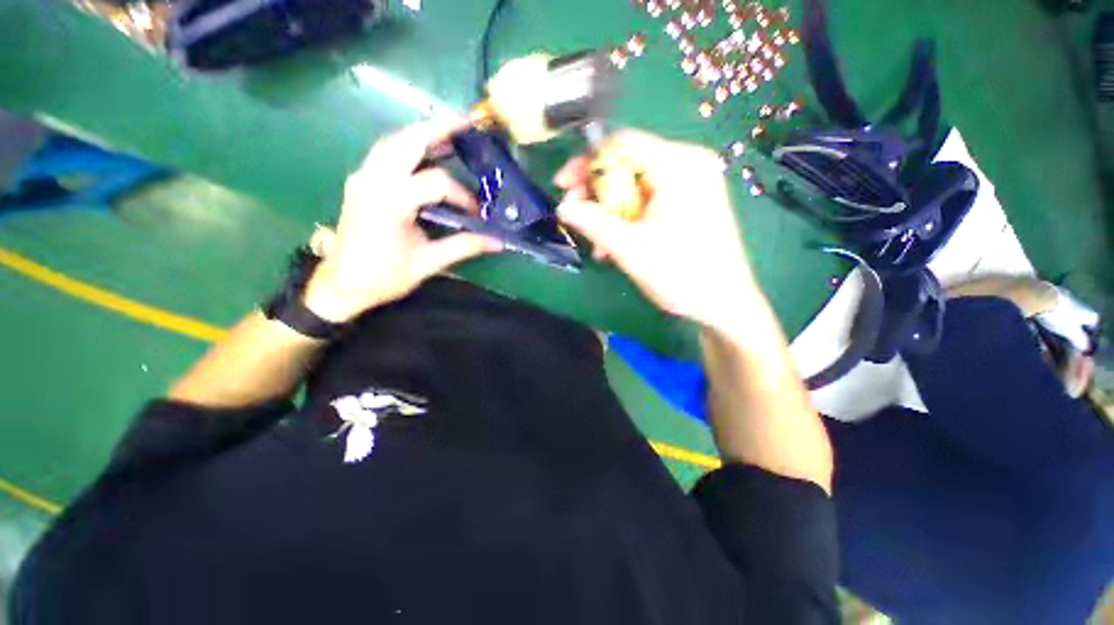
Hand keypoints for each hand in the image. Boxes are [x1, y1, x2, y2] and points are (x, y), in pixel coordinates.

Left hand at [303, 119, 501, 323]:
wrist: (342, 284)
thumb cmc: (384, 277)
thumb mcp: (427, 264)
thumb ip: (463, 247)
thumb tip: (497, 242)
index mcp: (391, 203)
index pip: (436, 183)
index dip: (462, 195)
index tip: (477, 213)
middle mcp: (373, 181)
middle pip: (407, 141)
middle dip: (438, 129)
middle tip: (467, 124)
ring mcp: (362, 178)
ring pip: (393, 141)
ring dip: (421, 133)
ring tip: (449, 133)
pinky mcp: (360, 182)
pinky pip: (385, 153)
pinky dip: (408, 146)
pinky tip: (424, 152)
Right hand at [555, 130, 761, 332]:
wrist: (726, 303)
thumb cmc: (681, 277)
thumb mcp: (630, 250)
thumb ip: (594, 223)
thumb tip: (563, 206)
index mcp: (678, 166)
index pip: (621, 144)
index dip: (586, 163)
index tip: (564, 187)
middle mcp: (689, 163)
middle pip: (628, 162)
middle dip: (597, 192)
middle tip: (577, 217)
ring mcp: (695, 180)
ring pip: (637, 182)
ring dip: (611, 209)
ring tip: (598, 243)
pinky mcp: (695, 197)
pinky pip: (652, 195)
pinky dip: (631, 214)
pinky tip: (620, 241)